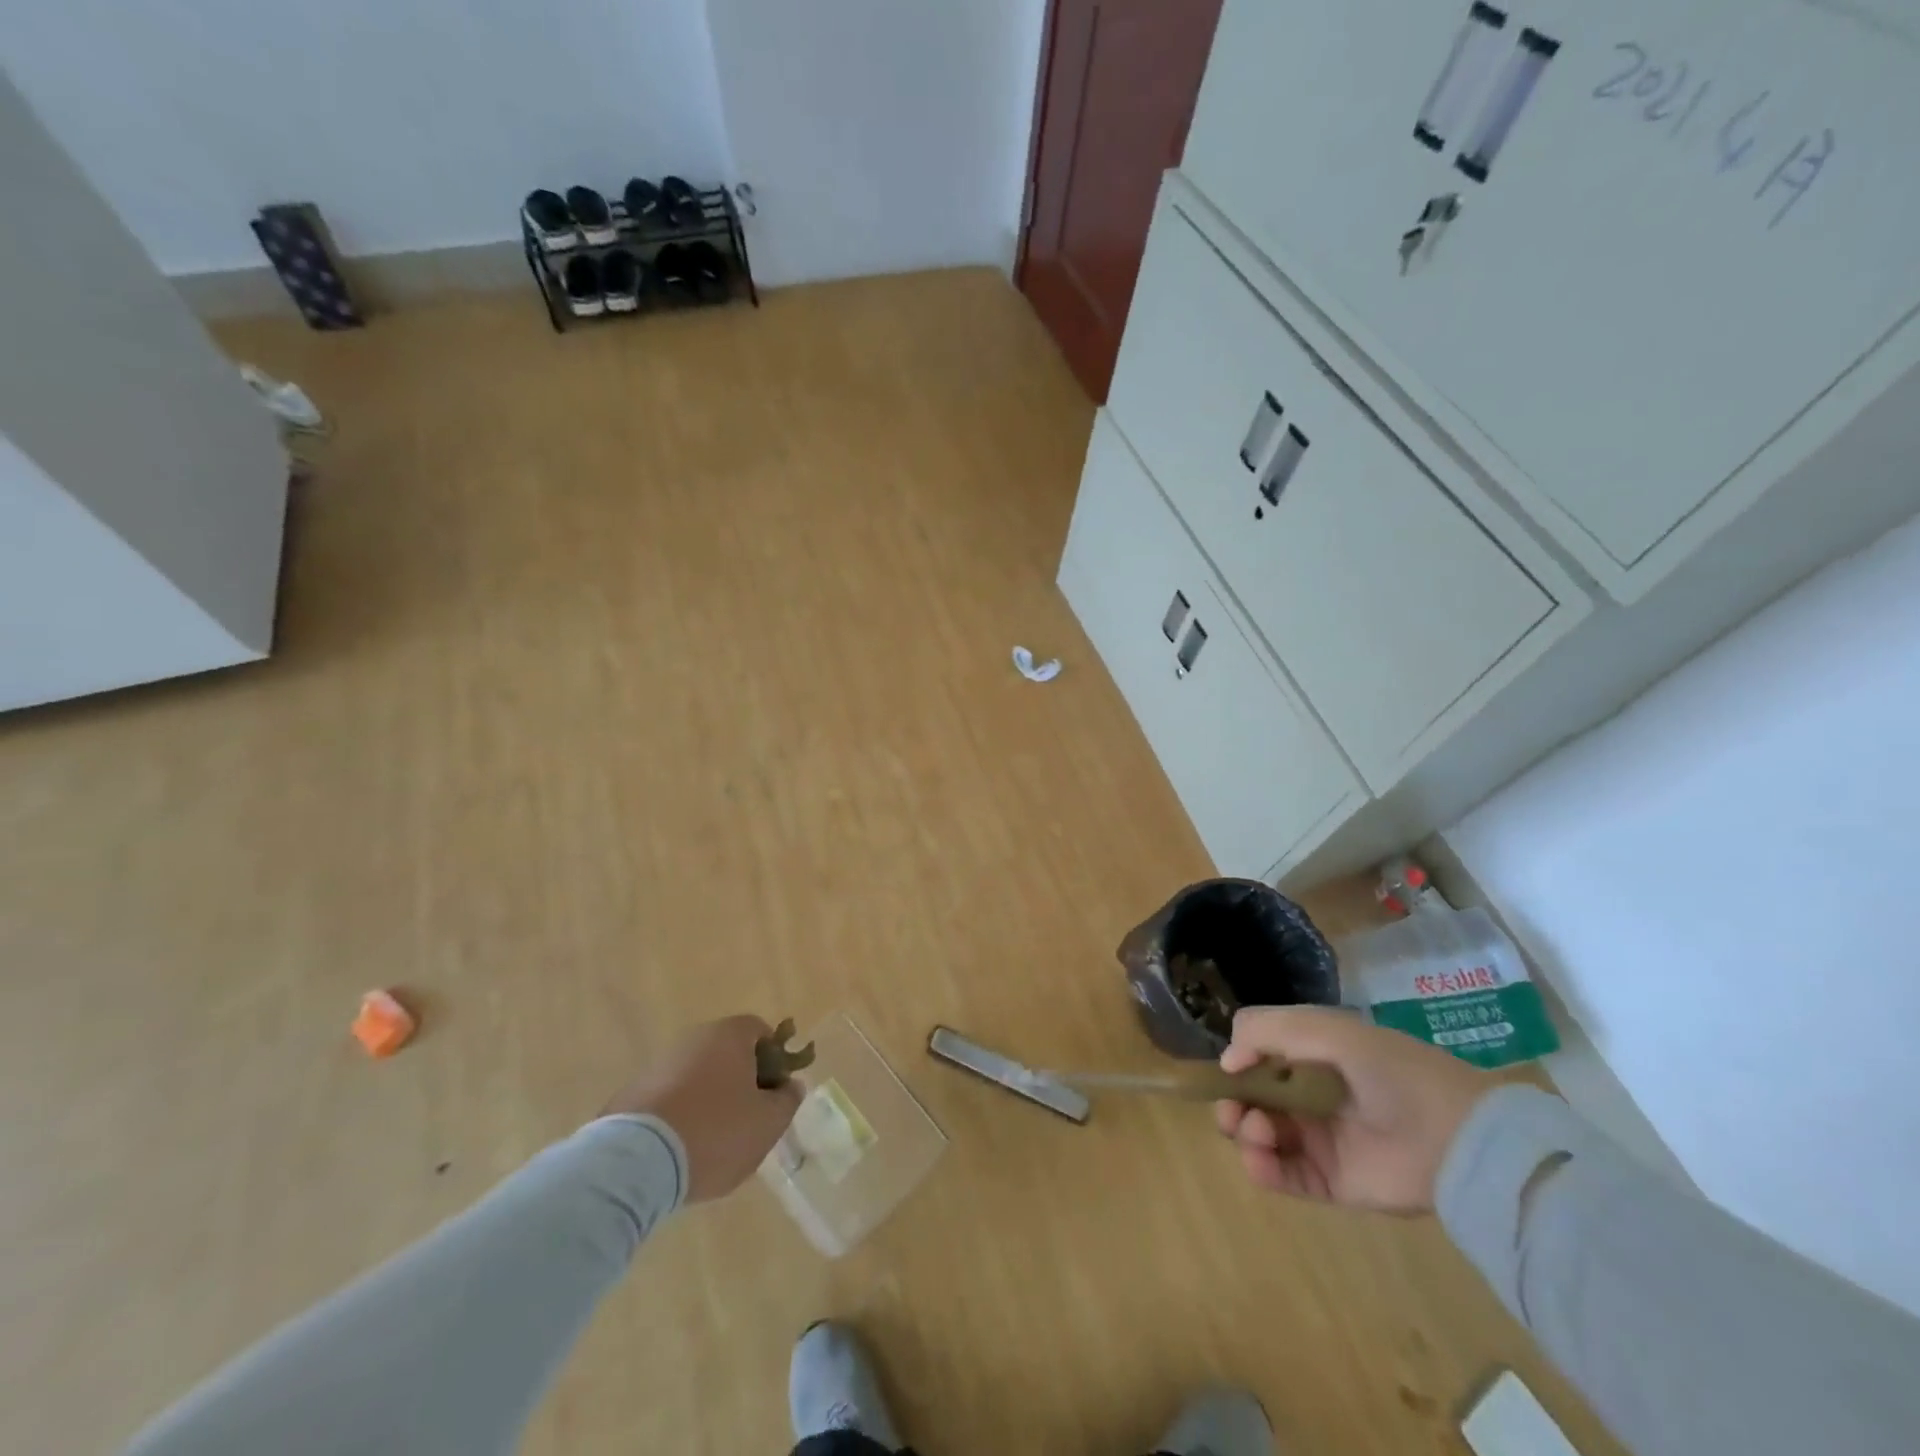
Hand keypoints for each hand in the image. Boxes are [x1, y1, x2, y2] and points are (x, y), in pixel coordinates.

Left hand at [601, 1015, 802, 1202]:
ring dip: (709, 1100)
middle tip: (748, 1120)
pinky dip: (680, 1116)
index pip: (761, 1031)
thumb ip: (787, 1101)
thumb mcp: (767, 1123)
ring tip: (712, 1143)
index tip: (774, 1093)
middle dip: (741, 1082)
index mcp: (729, 1035)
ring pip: (698, 1077)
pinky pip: (669, 1099)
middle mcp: (693, 1038)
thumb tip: (791, 1086)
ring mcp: (658, 1065)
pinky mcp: (631, 1094)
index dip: (774, 1059)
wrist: (635, 1163)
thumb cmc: (715, 1132)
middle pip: (728, 1053)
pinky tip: (681, 1150)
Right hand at [1214, 1005, 1493, 1213]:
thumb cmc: (1388, 1070)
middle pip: (1252, 1099)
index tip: (1230, 1069)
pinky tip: (1259, 1160)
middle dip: (1233, 1103)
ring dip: (1245, 1132)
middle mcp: (1310, 1096)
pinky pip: (1283, 1177)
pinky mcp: (1330, 1182)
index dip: (1238, 1062)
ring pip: (1261, 1136)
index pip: (1258, 1056)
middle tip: (1234, 1111)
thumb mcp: (1324, 1029)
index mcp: (1311, 1055)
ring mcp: (1319, 1140)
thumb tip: (1228, 1062)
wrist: (1455, 1136)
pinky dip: (1261, 1169)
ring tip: (1258, 1132)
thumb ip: (1265, 1031)